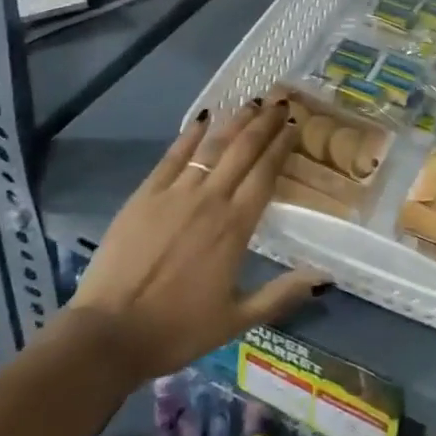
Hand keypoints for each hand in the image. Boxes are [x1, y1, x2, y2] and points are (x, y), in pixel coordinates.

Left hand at [70, 101, 326, 380]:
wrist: (110, 333)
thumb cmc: (178, 329)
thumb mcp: (237, 319)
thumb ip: (282, 294)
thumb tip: (326, 278)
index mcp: (235, 227)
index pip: (266, 174)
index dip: (281, 146)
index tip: (294, 125)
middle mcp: (210, 200)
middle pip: (243, 151)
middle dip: (264, 124)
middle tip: (280, 102)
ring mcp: (175, 193)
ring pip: (212, 146)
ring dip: (235, 121)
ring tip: (253, 102)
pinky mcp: (145, 194)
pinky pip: (173, 156)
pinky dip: (190, 134)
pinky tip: (204, 117)